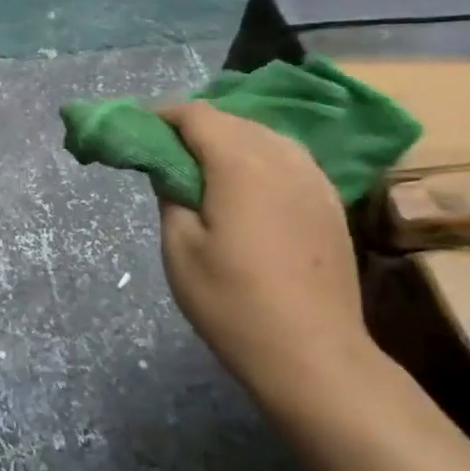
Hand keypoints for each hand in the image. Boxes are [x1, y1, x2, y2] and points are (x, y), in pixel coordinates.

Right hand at [156, 102, 367, 399]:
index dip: (164, 116)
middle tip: (164, 152)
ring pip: (265, 135)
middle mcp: (283, 159)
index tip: (139, 130)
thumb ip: (171, 196)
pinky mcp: (330, 203)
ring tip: (202, 167)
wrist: (312, 355)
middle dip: (194, 126)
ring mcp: (315, 180)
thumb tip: (171, 170)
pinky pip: (289, 158)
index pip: (198, 116)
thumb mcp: (179, 249)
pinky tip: (245, 185)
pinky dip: (259, 157)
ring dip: (229, 139)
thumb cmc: (232, 303)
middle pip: (233, 120)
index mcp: (240, 165)